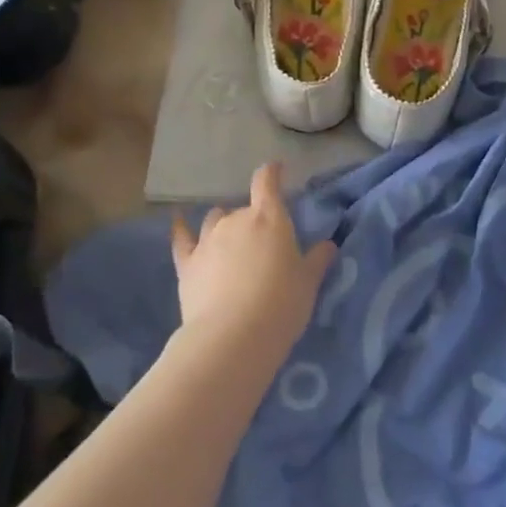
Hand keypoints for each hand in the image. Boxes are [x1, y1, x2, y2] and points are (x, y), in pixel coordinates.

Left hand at [170, 162, 336, 364]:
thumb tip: (327, 245)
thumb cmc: (282, 304)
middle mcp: (236, 221)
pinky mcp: (187, 263)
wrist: (233, 337)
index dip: (271, 173)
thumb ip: (317, 260)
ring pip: (215, 220)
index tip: (276, 169)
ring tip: (232, 243)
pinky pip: (181, 238)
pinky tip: (178, 222)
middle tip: (264, 244)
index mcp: (270, 219)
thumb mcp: (308, 283)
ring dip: (224, 225)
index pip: (267, 182)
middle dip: (253, 219)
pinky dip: (181, 228)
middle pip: (244, 209)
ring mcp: (207, 240)